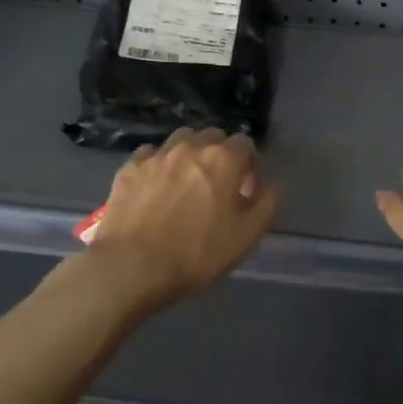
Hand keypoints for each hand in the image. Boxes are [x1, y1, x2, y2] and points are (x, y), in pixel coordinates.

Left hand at [89, 128, 279, 308]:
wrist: (132, 267)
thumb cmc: (196, 254)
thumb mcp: (246, 237)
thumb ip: (266, 204)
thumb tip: (273, 185)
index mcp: (223, 160)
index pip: (244, 143)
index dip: (248, 164)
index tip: (245, 188)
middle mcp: (190, 147)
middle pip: (211, 136)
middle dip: (219, 154)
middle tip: (217, 185)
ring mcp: (156, 155)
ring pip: (180, 140)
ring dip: (189, 154)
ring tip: (186, 181)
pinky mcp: (129, 168)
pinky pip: (150, 155)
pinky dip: (158, 164)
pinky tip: (155, 186)